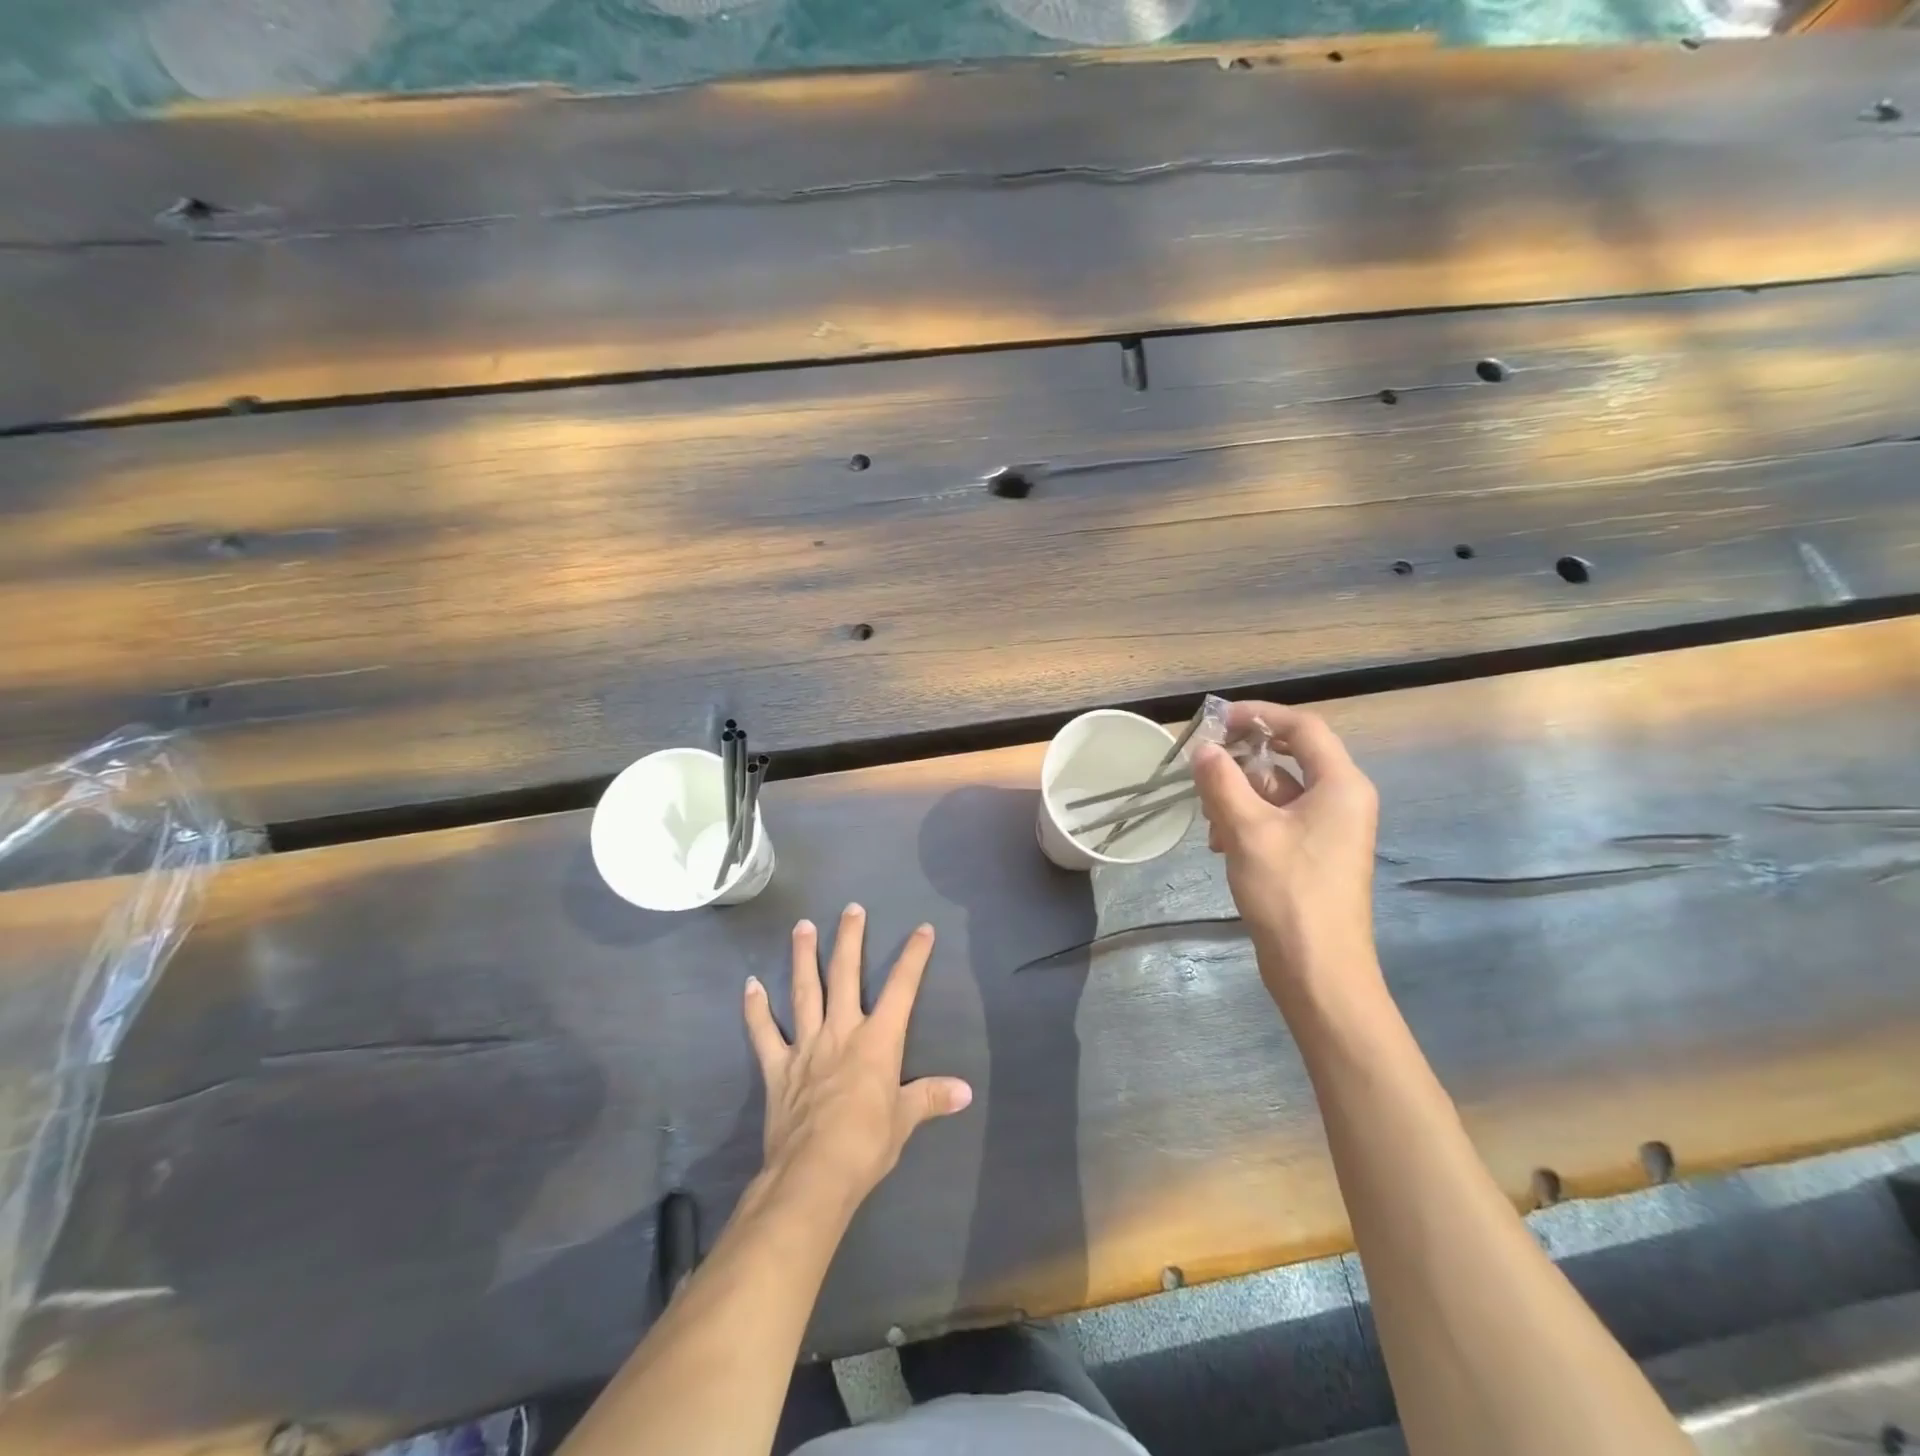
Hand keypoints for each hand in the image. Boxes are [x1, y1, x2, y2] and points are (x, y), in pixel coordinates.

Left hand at [743, 904, 972, 1207]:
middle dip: (850, 939)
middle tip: (851, 909)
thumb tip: (965, 1091)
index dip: (914, 957)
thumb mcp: (905, 1121)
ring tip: (802, 926)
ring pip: (804, 991)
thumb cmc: (866, 1145)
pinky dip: (756, 1010)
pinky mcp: (778, 1068)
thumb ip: (931, 1098)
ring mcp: (806, 1046)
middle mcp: (841, 1031)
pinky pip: (764, 1033)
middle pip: (845, 975)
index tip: (922, 929)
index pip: (901, 989)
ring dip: (803, 957)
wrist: (813, 1174)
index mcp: (877, 1040)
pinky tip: (750, 985)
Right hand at [1191, 702, 1381, 1010]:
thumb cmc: (1289, 893)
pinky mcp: (1314, 855)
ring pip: (1278, 792)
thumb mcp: (1247, 830)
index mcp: (1341, 785)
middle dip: (1241, 764)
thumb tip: (1203, 749)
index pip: (1301, 728)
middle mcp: (1342, 800)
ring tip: (1210, 823)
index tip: (1216, 721)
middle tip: (1202, 772)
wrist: (1319, 971)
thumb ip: (1222, 782)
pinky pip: (1278, 820)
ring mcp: (1329, 830)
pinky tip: (1221, 845)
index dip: (1258, 715)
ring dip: (1239, 798)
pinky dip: (1248, 822)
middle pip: (1288, 759)